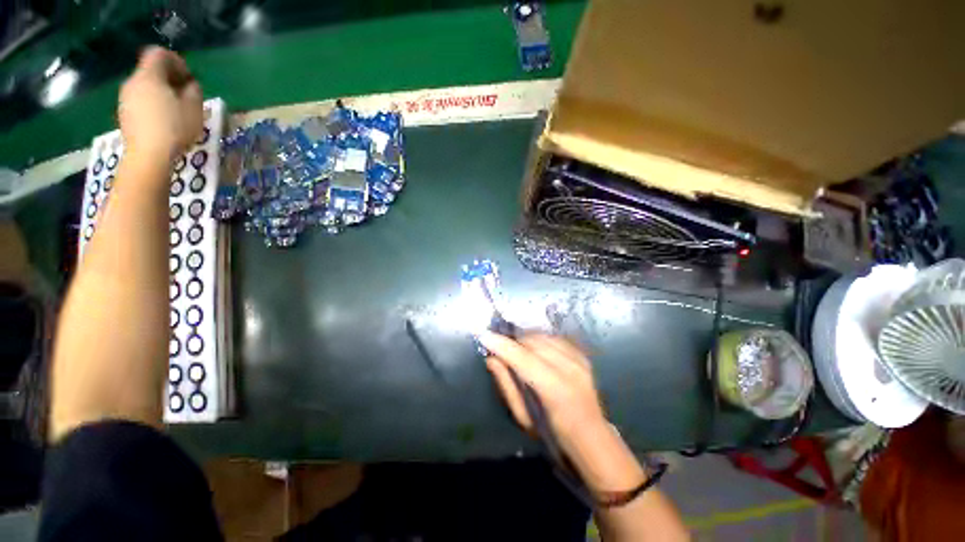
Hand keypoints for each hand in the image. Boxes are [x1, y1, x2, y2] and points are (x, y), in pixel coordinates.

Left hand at [118, 47, 202, 163]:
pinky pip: (140, 101)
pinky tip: (163, 121)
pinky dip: (152, 104)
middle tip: (185, 95)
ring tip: (175, 110)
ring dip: (161, 93)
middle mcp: (132, 82)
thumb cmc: (174, 129)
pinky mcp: (124, 114)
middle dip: (169, 79)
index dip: (176, 61)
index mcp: (149, 76)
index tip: (188, 79)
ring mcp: (125, 98)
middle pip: (150, 70)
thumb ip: (193, 91)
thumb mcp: (194, 109)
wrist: (148, 157)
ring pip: (145, 86)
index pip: (159, 54)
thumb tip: (189, 85)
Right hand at [481, 331, 648, 495]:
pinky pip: (554, 338)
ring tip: (517, 350)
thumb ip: (506, 385)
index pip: (523, 357)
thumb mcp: (523, 417)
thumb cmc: (553, 434)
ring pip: (543, 336)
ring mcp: (578, 359)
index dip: (502, 344)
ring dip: (525, 339)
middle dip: (513, 341)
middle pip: (533, 341)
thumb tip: (491, 359)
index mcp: (555, 389)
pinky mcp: (582, 355)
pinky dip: (540, 340)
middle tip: (501, 348)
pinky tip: (535, 350)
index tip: (484, 335)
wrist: (592, 437)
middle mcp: (569, 367)